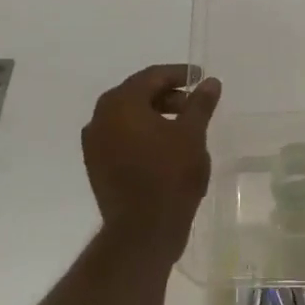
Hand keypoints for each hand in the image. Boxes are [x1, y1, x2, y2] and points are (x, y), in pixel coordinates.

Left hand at [82, 65, 221, 257]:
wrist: (143, 230)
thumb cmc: (170, 176)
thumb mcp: (192, 135)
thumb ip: (200, 104)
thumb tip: (210, 82)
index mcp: (120, 103)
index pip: (151, 77)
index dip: (179, 74)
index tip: (201, 78)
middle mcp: (100, 118)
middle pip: (136, 94)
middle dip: (167, 95)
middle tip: (194, 103)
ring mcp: (94, 144)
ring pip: (127, 117)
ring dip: (154, 115)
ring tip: (183, 127)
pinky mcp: (97, 166)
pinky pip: (121, 138)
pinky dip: (142, 134)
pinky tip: (164, 147)